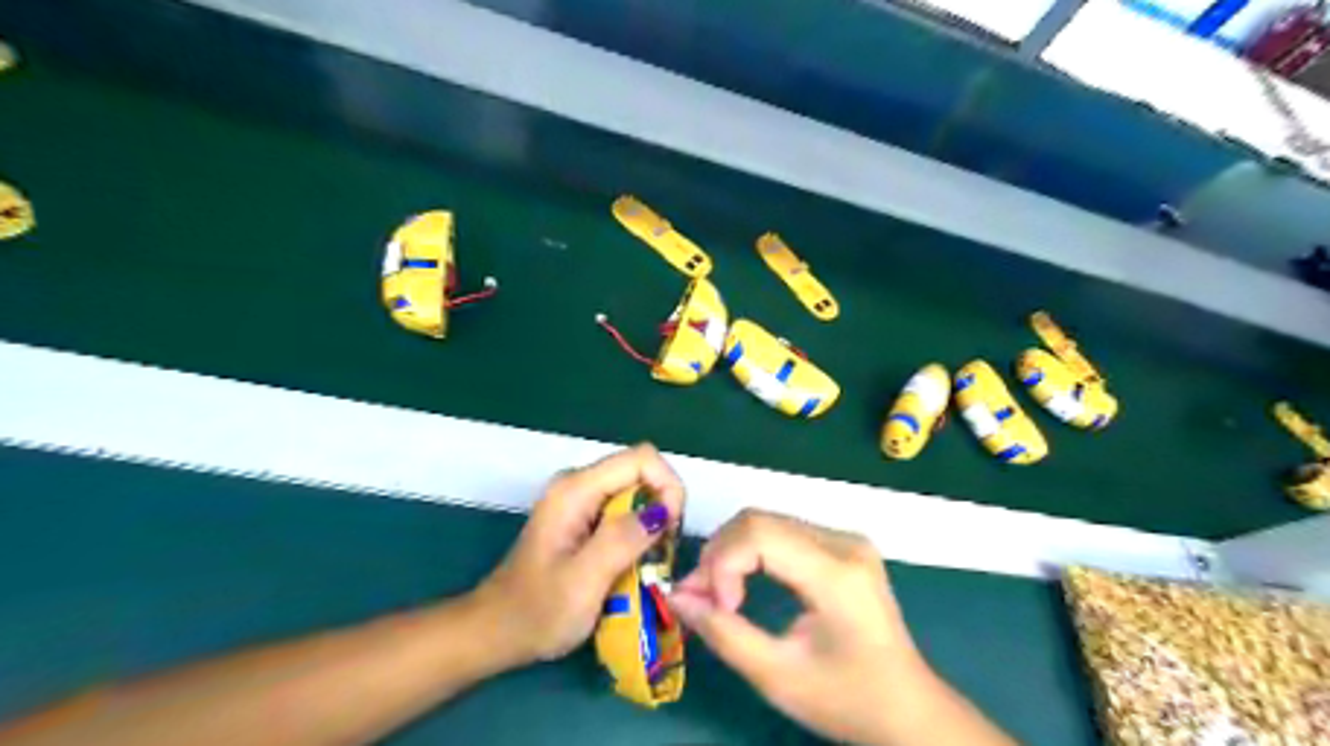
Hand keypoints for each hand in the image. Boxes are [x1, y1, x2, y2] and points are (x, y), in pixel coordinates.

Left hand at [476, 442, 685, 664]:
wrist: (496, 632)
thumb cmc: (537, 612)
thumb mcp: (584, 581)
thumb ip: (622, 540)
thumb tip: (663, 511)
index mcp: (576, 490)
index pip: (642, 459)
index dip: (667, 487)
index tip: (670, 530)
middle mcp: (578, 484)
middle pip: (640, 472)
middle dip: (662, 507)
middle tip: (661, 553)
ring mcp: (578, 499)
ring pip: (635, 492)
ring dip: (651, 523)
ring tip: (649, 563)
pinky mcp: (581, 517)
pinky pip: (623, 510)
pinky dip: (638, 532)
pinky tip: (632, 563)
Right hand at [665, 510, 933, 744]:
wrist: (910, 711)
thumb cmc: (848, 700)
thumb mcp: (778, 677)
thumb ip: (723, 633)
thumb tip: (676, 596)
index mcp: (837, 572)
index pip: (759, 533)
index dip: (722, 563)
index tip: (714, 607)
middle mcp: (844, 542)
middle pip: (759, 520)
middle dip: (720, 555)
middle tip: (701, 599)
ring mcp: (846, 539)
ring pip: (767, 522)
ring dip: (732, 553)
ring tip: (717, 595)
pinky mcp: (842, 546)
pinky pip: (782, 533)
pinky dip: (751, 553)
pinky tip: (741, 583)